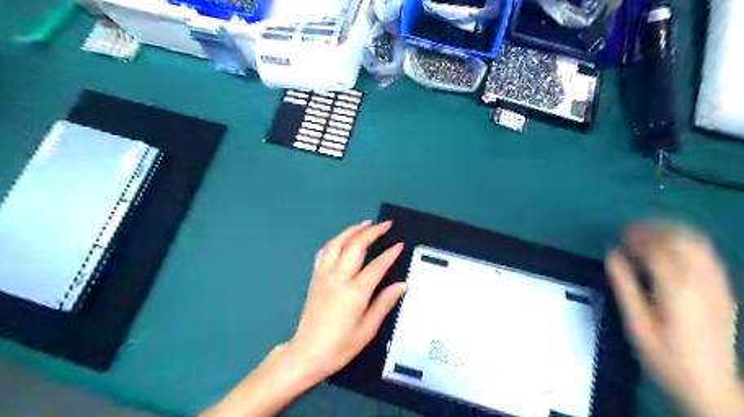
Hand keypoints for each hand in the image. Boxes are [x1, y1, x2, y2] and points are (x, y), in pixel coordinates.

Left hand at [200, 221, 404, 416]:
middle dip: (372, 231)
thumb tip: (401, 285)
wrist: (306, 353)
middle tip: (385, 224)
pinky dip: (335, 241)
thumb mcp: (367, 329)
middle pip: (355, 246)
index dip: (390, 253)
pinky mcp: (315, 277)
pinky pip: (324, 252)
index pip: (376, 265)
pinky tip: (342, 239)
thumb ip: (384, 303)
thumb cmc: (340, 346)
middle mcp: (338, 278)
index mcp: (354, 292)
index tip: (400, 244)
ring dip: (352, 230)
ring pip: (337, 243)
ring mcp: (324, 275)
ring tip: (365, 224)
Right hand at [607, 223, 741, 414]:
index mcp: (676, 289)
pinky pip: (708, 255)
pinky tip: (672, 248)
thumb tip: (612, 255)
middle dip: (653, 229)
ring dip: (671, 232)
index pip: (657, 248)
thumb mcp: (637, 323)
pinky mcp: (723, 291)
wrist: (712, 387)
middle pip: (680, 239)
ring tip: (649, 234)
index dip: (636, 236)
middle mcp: (701, 282)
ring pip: (697, 243)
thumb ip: (624, 285)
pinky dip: (688, 243)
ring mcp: (717, 285)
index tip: (619, 236)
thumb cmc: (666, 357)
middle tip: (631, 231)